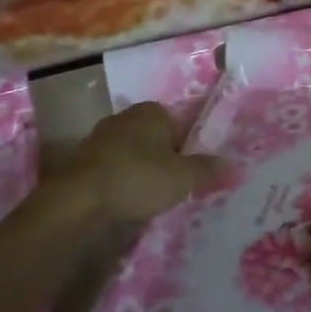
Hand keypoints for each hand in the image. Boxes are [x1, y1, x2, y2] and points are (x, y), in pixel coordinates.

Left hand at [63, 102, 219, 225]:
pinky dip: (119, 180)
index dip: (186, 150)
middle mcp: (126, 116)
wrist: (79, 196)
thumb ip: (207, 170)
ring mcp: (101, 135)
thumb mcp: (182, 178)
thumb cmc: (138, 177)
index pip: (179, 126)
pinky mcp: (82, 157)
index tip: (186, 175)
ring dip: (139, 171)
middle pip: (155, 139)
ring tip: (145, 198)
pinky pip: (111, 167)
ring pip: (132, 153)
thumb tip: (231, 164)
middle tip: (170, 188)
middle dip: (162, 160)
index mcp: (153, 111)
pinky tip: (122, 200)